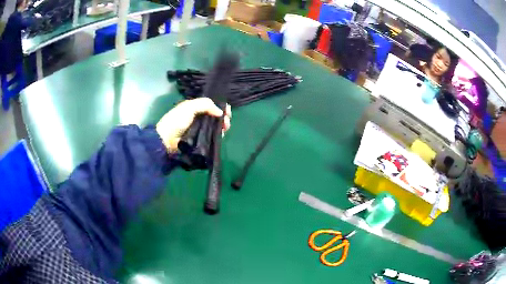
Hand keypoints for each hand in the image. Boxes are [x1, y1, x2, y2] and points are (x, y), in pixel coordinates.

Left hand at [156, 98, 230, 152]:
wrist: (167, 140)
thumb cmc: (176, 121)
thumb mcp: (189, 107)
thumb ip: (205, 105)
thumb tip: (220, 112)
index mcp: (195, 108)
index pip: (211, 105)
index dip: (220, 106)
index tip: (228, 110)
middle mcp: (198, 118)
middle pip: (215, 116)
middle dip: (224, 117)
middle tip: (227, 121)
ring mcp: (200, 129)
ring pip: (215, 126)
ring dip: (223, 125)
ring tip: (225, 127)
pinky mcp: (201, 140)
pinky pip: (212, 136)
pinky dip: (218, 134)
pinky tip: (221, 134)